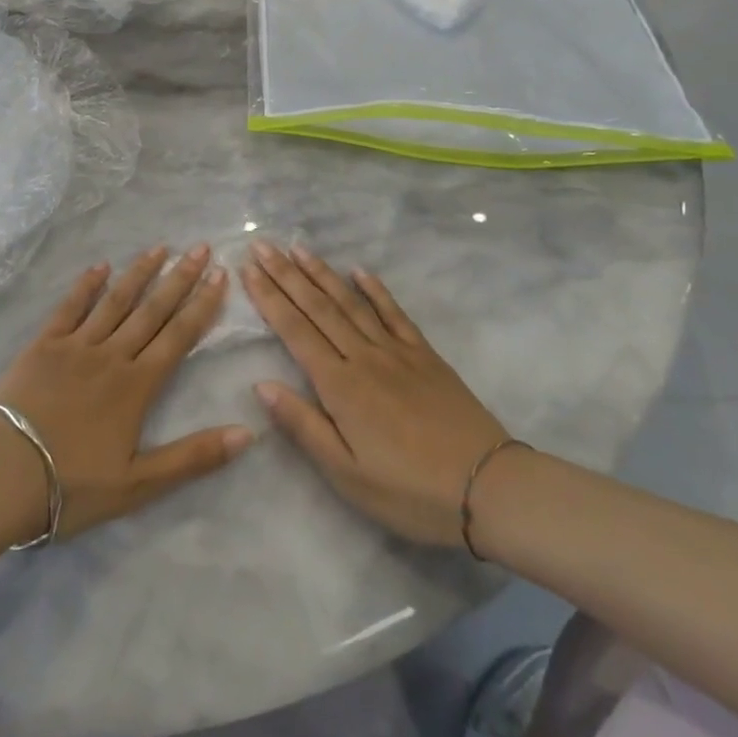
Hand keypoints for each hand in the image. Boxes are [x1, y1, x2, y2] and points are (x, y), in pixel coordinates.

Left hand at [0, 246, 253, 539]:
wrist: (4, 474)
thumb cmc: (73, 485)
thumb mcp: (139, 485)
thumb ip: (193, 457)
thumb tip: (248, 434)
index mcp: (137, 386)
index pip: (178, 336)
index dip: (202, 305)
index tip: (220, 275)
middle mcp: (112, 355)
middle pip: (152, 310)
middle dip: (179, 278)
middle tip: (200, 248)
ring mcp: (76, 345)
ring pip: (115, 301)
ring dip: (139, 273)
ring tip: (159, 247)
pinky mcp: (44, 344)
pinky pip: (70, 307)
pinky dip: (86, 285)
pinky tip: (100, 267)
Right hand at [243, 241, 508, 547]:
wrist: (489, 488)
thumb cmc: (409, 491)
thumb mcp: (347, 474)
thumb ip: (303, 425)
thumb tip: (261, 384)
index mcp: (340, 386)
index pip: (295, 331)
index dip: (269, 298)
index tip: (248, 269)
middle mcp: (363, 356)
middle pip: (317, 307)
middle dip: (286, 274)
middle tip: (262, 245)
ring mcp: (396, 351)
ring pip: (350, 302)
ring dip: (322, 273)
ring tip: (298, 248)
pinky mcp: (425, 354)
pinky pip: (394, 313)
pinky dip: (375, 289)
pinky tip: (359, 271)